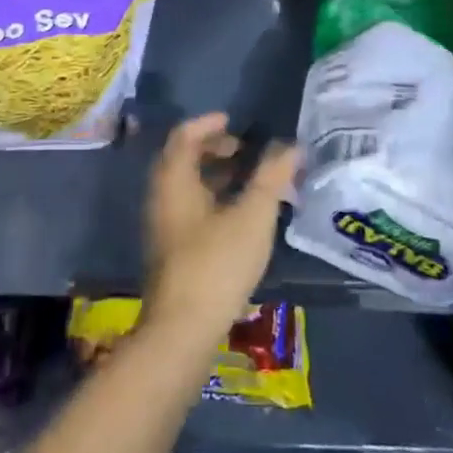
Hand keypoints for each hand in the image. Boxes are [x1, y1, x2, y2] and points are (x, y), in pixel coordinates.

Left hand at [141, 113, 297, 351]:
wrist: (182, 330)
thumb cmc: (216, 264)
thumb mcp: (252, 216)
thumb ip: (271, 178)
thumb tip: (291, 146)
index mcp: (174, 180)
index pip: (184, 136)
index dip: (209, 124)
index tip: (235, 122)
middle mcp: (161, 197)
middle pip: (183, 158)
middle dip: (214, 149)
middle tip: (246, 151)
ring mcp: (163, 225)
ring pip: (187, 185)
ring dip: (216, 175)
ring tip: (250, 182)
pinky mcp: (171, 250)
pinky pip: (190, 207)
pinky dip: (213, 198)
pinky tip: (240, 217)